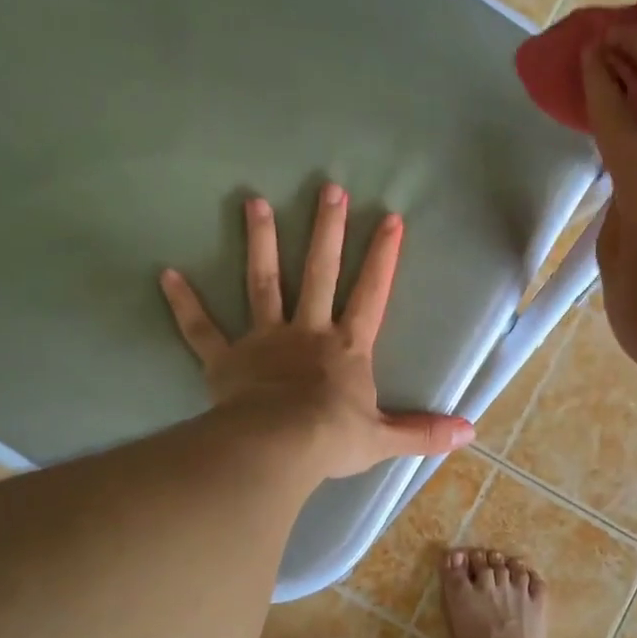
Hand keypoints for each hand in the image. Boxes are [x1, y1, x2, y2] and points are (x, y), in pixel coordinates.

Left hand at [159, 184, 472, 479]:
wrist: (278, 449)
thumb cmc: (332, 440)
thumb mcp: (384, 439)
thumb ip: (423, 432)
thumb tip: (469, 433)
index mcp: (347, 348)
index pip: (371, 294)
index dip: (383, 257)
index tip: (390, 218)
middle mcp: (307, 332)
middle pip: (319, 273)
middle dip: (326, 230)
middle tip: (327, 188)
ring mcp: (264, 340)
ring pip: (263, 283)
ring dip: (260, 243)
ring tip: (254, 202)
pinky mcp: (226, 359)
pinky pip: (202, 328)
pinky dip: (185, 303)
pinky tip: (167, 273)